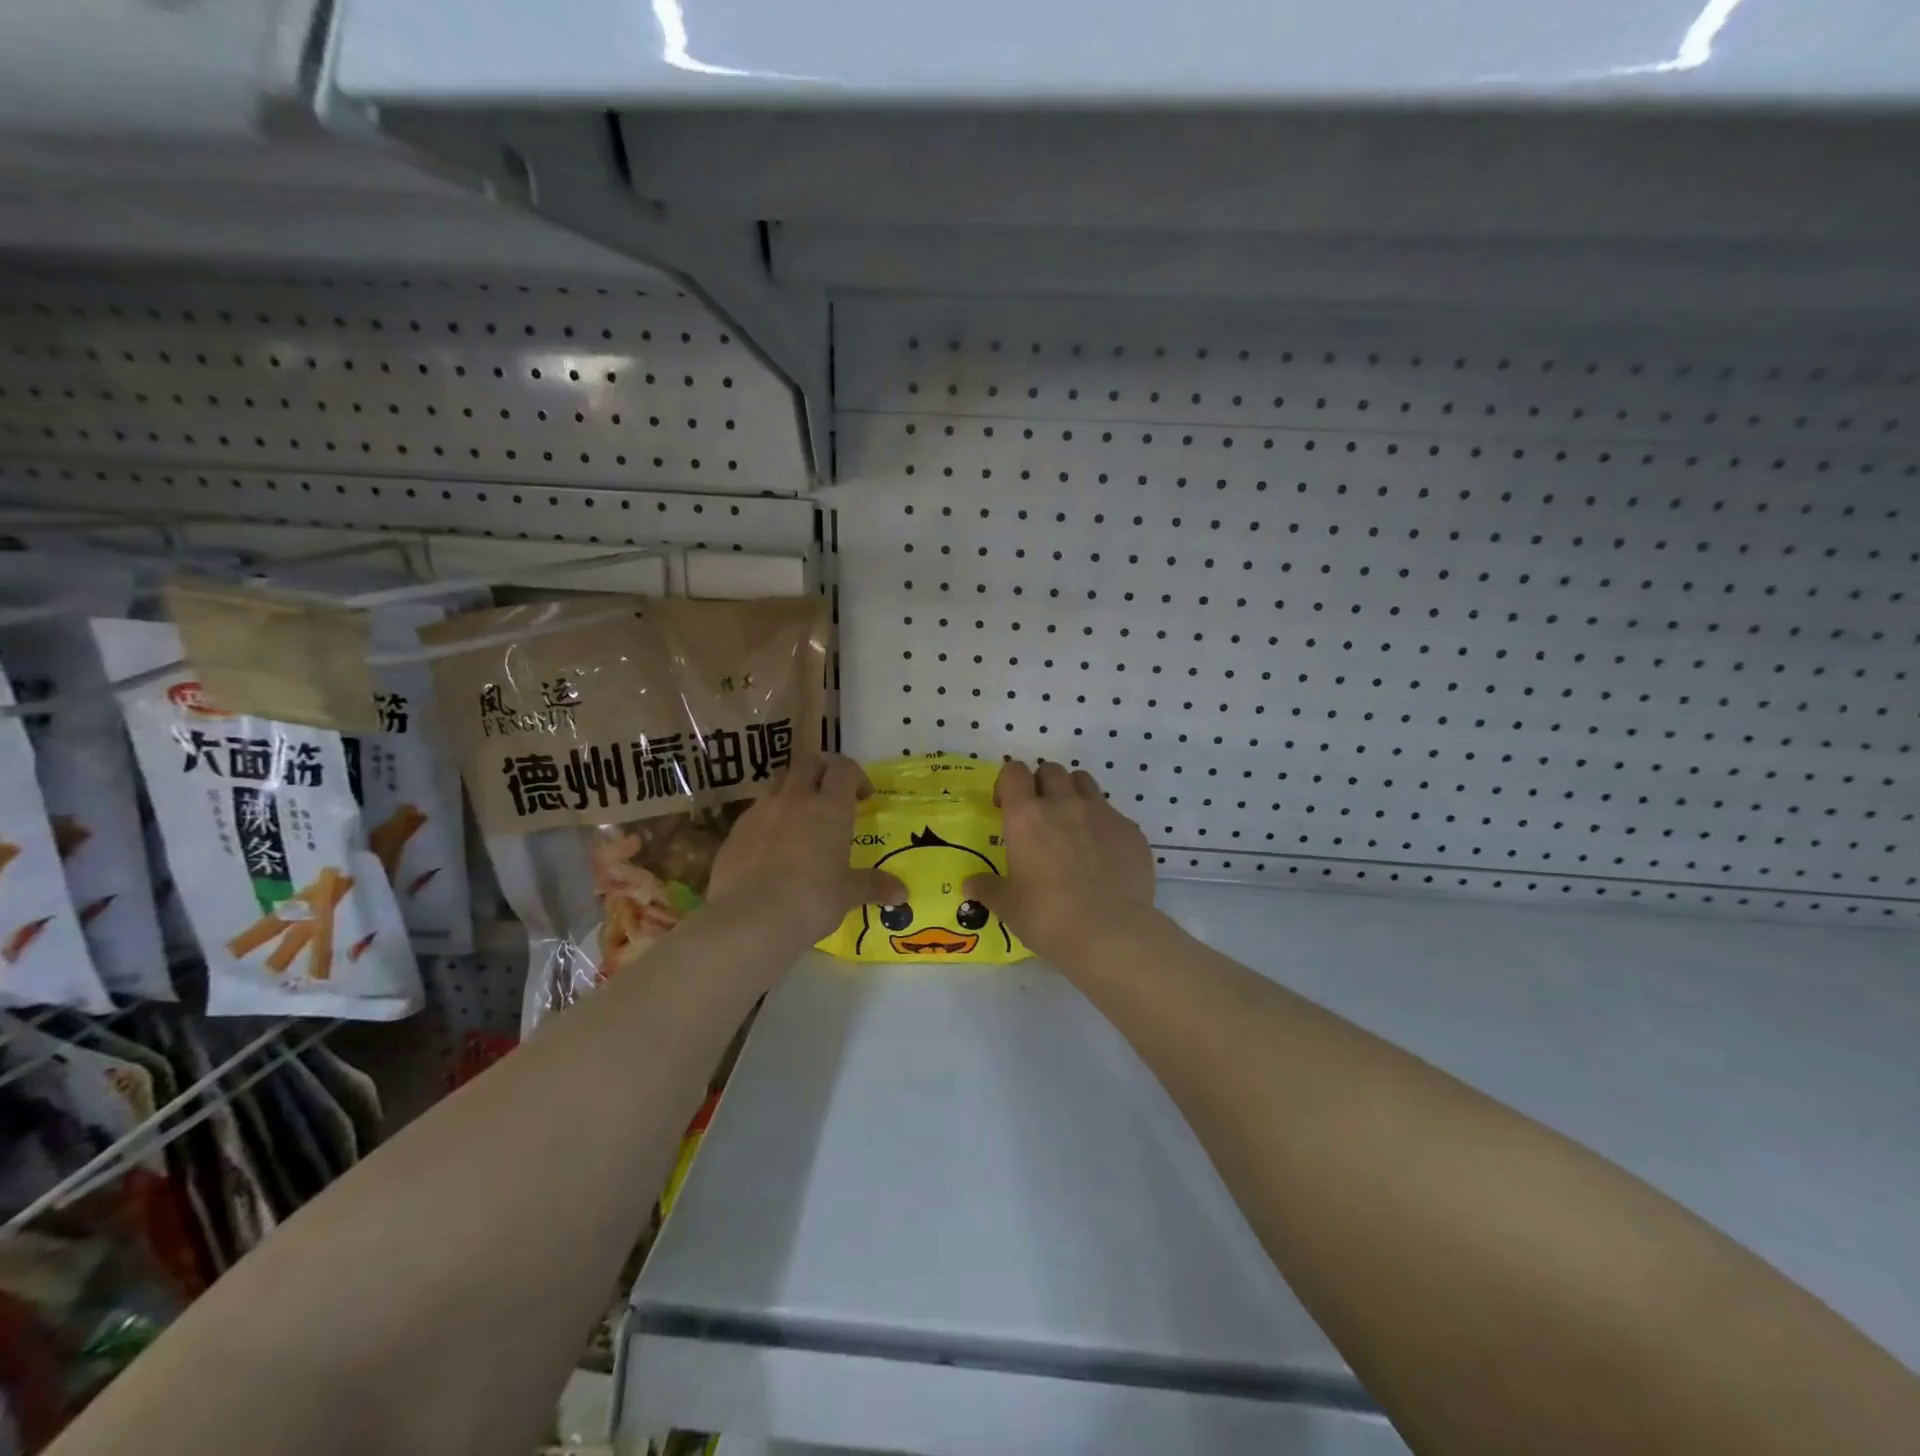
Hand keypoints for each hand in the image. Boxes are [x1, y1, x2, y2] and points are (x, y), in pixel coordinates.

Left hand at [705, 752, 906, 950]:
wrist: (748, 919)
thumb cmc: (810, 900)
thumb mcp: (847, 894)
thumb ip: (874, 886)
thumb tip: (903, 893)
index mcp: (830, 808)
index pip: (844, 768)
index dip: (855, 775)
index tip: (863, 796)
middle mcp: (795, 799)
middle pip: (809, 762)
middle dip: (823, 770)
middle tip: (832, 794)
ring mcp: (761, 811)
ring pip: (779, 781)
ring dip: (793, 789)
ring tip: (801, 815)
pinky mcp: (736, 830)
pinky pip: (756, 810)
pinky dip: (769, 816)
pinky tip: (772, 844)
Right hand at [962, 760, 1156, 962]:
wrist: (1110, 933)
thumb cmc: (1048, 916)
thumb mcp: (1008, 906)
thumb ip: (988, 888)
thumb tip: (970, 883)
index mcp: (1026, 816)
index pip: (1014, 772)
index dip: (1009, 782)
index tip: (1006, 806)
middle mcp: (1064, 804)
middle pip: (1051, 770)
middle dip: (1042, 785)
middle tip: (1040, 815)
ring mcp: (1102, 813)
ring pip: (1084, 782)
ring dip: (1074, 794)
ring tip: (1073, 825)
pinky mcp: (1131, 830)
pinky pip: (1113, 814)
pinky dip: (1103, 826)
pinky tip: (1103, 856)